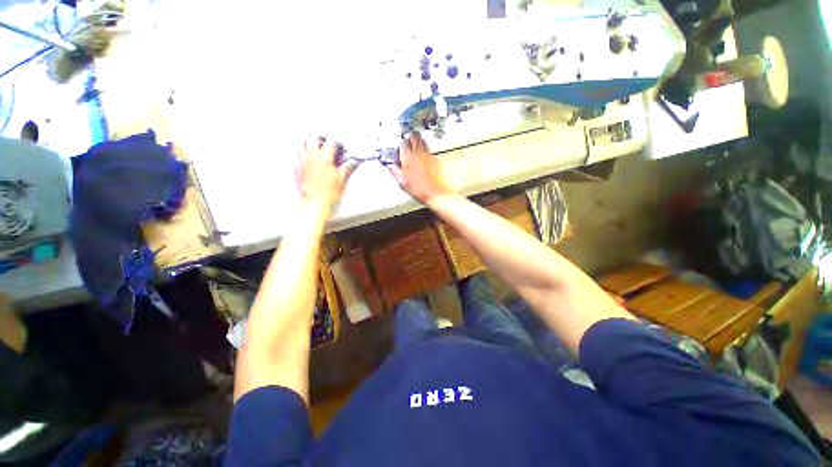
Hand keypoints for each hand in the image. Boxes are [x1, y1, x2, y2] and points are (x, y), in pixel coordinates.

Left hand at [296, 137, 355, 209]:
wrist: (314, 202)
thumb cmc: (328, 192)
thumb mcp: (341, 180)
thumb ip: (346, 168)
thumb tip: (351, 162)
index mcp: (324, 158)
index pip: (330, 141)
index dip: (336, 141)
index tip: (340, 146)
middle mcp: (311, 157)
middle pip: (313, 137)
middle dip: (321, 137)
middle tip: (327, 142)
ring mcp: (303, 161)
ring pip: (302, 143)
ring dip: (310, 143)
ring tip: (317, 148)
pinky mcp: (297, 168)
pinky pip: (299, 155)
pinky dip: (304, 153)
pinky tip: (310, 160)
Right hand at [388, 132, 452, 204]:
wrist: (435, 193)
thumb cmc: (420, 190)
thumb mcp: (403, 182)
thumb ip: (395, 172)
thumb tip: (390, 166)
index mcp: (409, 157)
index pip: (403, 142)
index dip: (401, 144)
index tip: (400, 147)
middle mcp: (419, 153)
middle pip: (415, 136)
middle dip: (411, 138)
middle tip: (408, 142)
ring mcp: (428, 155)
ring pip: (423, 141)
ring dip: (418, 142)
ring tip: (415, 148)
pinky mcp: (435, 159)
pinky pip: (429, 150)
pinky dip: (425, 151)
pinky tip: (423, 158)